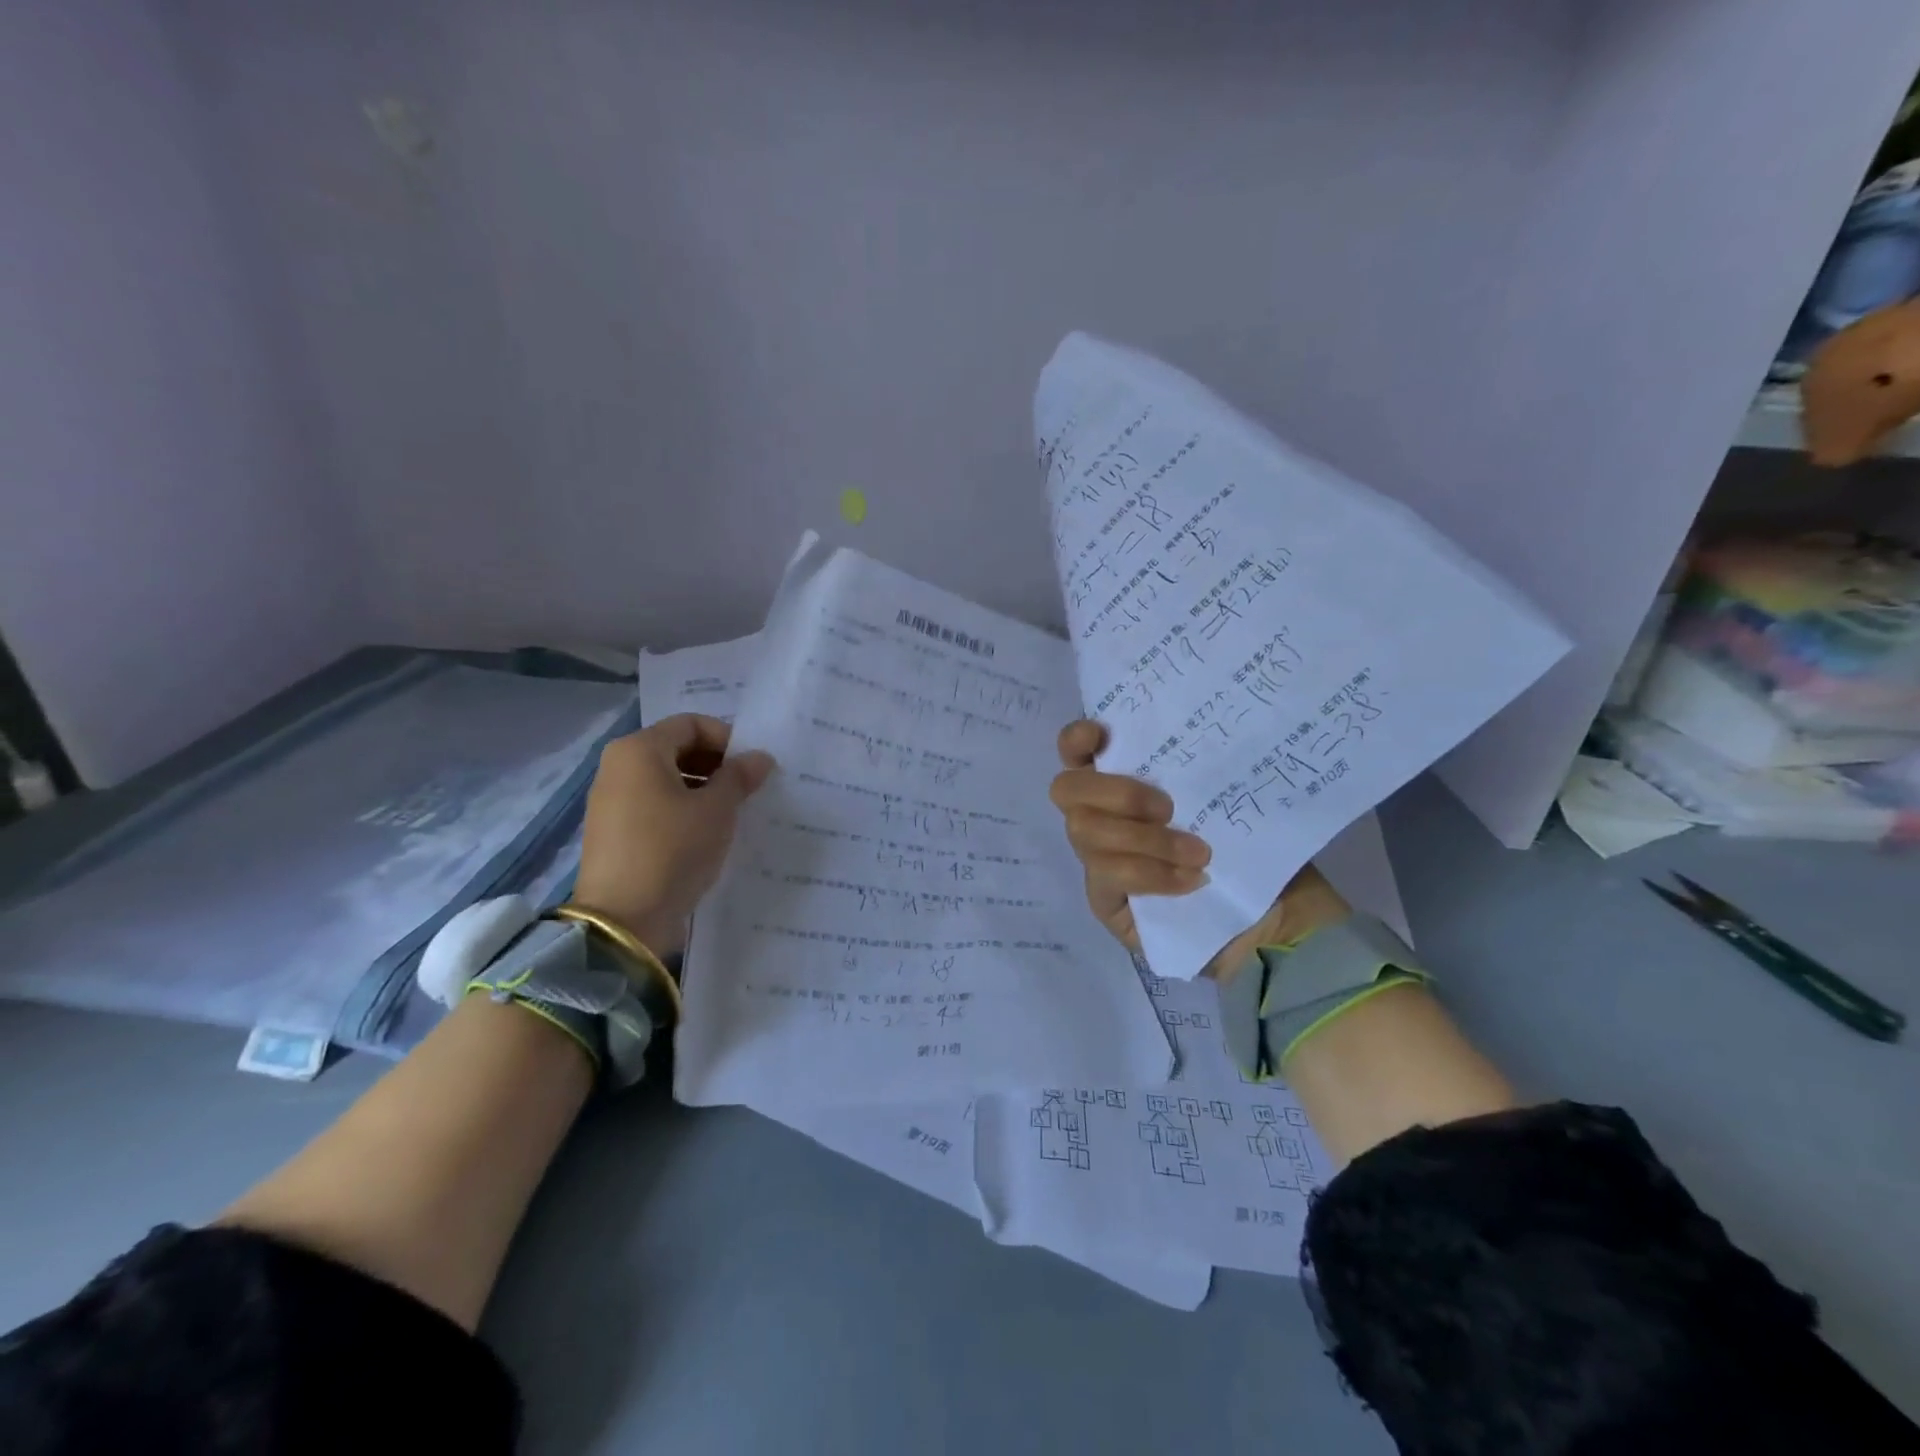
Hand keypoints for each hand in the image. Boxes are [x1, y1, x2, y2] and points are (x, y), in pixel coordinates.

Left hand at [569, 715, 773, 958]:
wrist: (623, 920)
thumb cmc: (673, 850)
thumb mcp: (716, 810)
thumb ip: (740, 777)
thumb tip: (760, 758)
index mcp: (639, 750)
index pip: (692, 724)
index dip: (728, 739)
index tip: (754, 766)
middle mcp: (618, 766)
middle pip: (677, 749)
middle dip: (717, 764)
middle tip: (748, 789)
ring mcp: (611, 800)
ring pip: (667, 780)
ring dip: (703, 789)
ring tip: (733, 813)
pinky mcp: (614, 832)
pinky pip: (655, 806)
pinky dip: (683, 811)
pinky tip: (707, 835)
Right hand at [1049, 719, 1349, 979]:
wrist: (1272, 921)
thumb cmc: (1252, 849)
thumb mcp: (1238, 801)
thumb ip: (1205, 773)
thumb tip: (1200, 744)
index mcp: (1123, 781)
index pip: (1076, 752)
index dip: (1076, 740)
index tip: (1101, 735)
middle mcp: (1100, 816)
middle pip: (1067, 790)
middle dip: (1116, 793)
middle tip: (1168, 808)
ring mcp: (1098, 860)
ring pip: (1085, 833)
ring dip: (1143, 838)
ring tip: (1198, 853)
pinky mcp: (1105, 902)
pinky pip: (1109, 877)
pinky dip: (1149, 873)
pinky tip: (1190, 883)